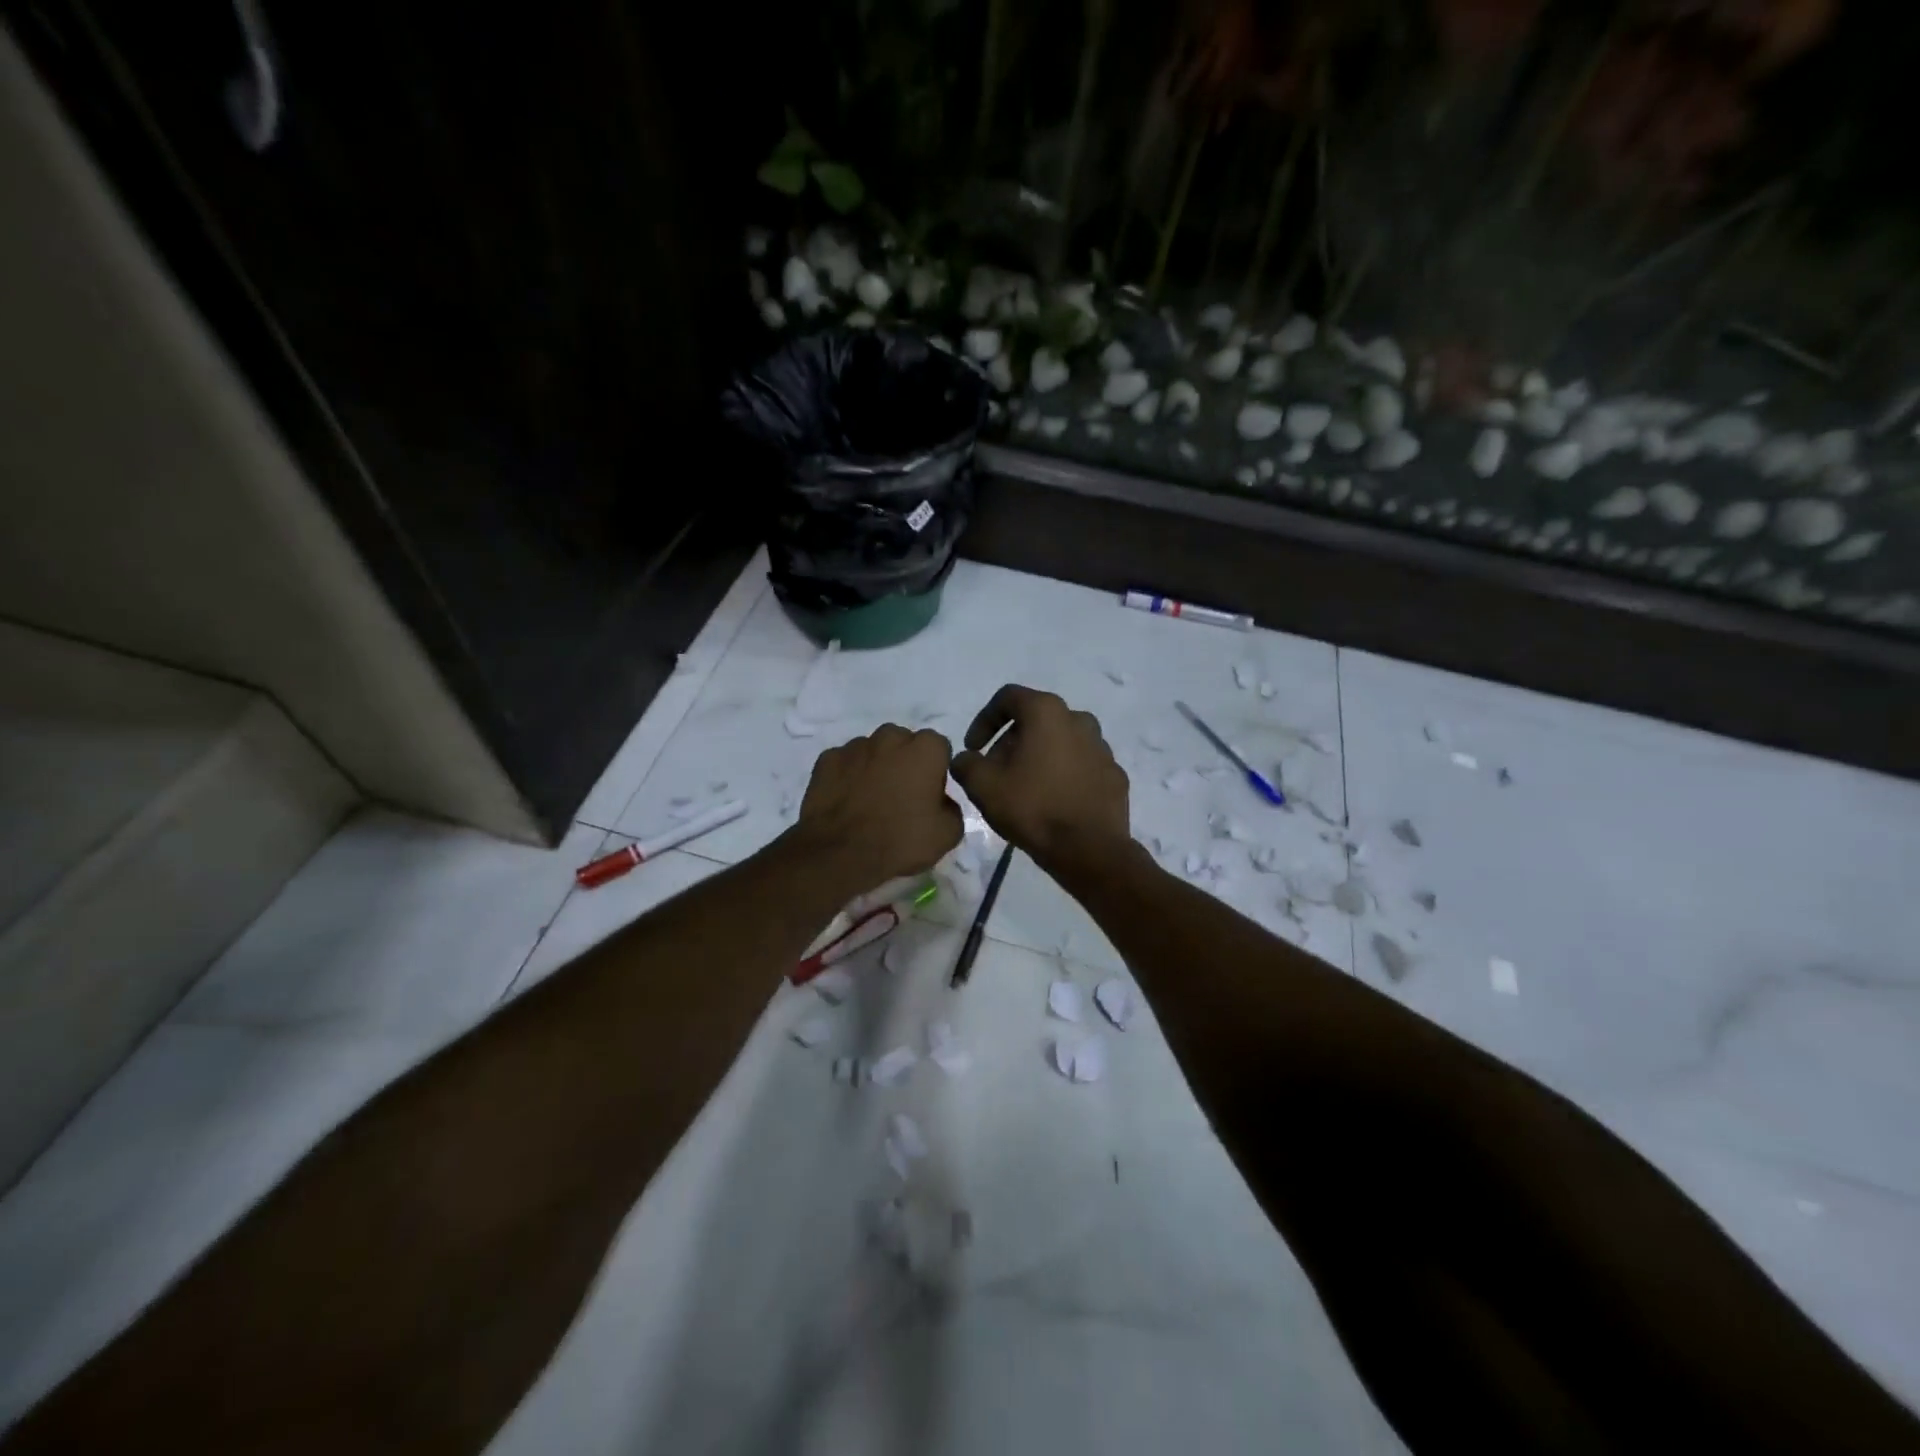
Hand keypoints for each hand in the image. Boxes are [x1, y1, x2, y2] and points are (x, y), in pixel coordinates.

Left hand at [793, 724, 963, 891]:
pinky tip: (846, 801)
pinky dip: (847, 776)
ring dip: (875, 767)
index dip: (936, 769)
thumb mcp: (948, 834)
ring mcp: (855, 746)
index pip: (939, 747)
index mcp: (925, 749)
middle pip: (903, 743)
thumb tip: (940, 802)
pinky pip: (844, 763)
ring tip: (870, 799)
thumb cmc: (901, 841)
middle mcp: (890, 737)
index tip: (930, 793)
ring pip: (872, 750)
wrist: (842, 855)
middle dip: (905, 761)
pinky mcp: (826, 759)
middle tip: (901, 795)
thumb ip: (951, 807)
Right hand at [950, 685, 1129, 866]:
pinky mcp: (1115, 774)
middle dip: (1012, 741)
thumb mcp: (983, 786)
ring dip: (1040, 756)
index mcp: (1047, 712)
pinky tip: (1053, 801)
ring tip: (1025, 787)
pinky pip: (1082, 766)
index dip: (983, 720)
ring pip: (1062, 742)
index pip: (1008, 698)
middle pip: (1036, 720)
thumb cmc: (1033, 808)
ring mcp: (1102, 747)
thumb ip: (966, 764)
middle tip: (996, 771)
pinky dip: (1064, 775)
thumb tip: (966, 759)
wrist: (1089, 850)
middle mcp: (1079, 719)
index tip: (973, 748)